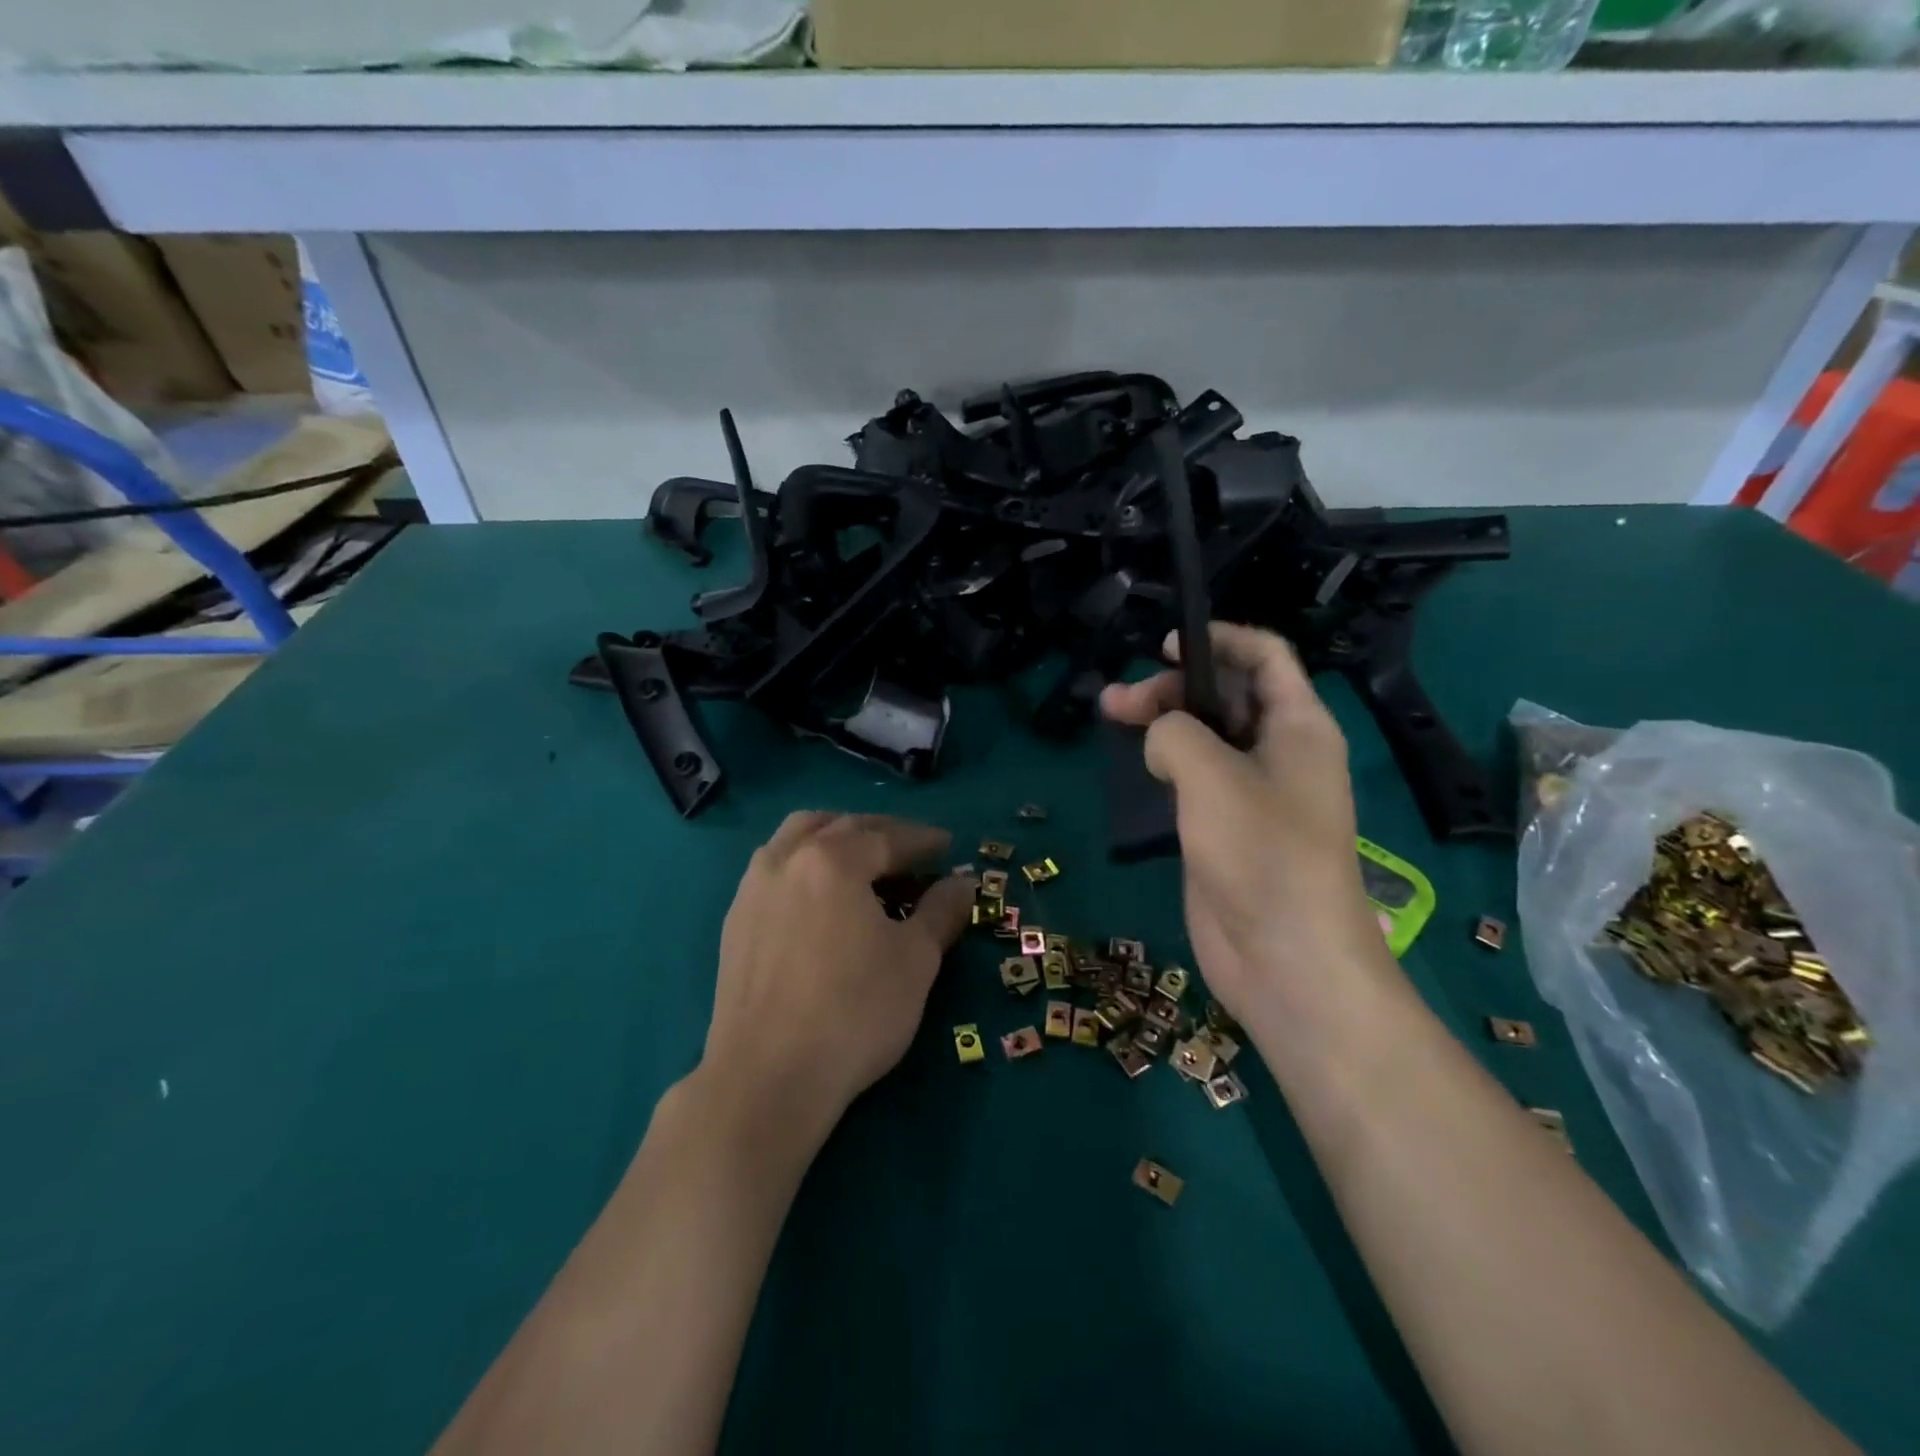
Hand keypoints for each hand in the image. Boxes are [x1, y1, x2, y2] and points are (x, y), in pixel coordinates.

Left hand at [696, 812, 974, 1150]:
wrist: (768, 1077)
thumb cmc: (854, 1012)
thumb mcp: (915, 960)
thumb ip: (941, 911)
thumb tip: (963, 882)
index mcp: (833, 860)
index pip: (887, 837)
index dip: (922, 840)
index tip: (947, 845)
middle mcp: (787, 860)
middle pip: (839, 826)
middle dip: (880, 832)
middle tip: (910, 850)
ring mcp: (753, 888)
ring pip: (796, 837)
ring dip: (834, 836)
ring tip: (861, 859)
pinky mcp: (735, 921)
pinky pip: (774, 867)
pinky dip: (804, 862)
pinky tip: (820, 895)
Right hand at [1100, 623, 1402, 1042]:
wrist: (1286, 958)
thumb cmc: (1261, 852)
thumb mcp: (1211, 774)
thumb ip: (1175, 733)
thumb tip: (1159, 738)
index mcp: (1298, 726)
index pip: (1265, 656)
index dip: (1219, 639)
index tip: (1164, 647)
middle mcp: (1279, 752)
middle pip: (1227, 695)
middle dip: (1173, 687)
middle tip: (1118, 702)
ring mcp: (1252, 793)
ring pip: (1206, 737)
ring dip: (1162, 724)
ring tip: (1111, 719)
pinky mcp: (1226, 829)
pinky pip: (1195, 779)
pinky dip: (1166, 763)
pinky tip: (1136, 767)